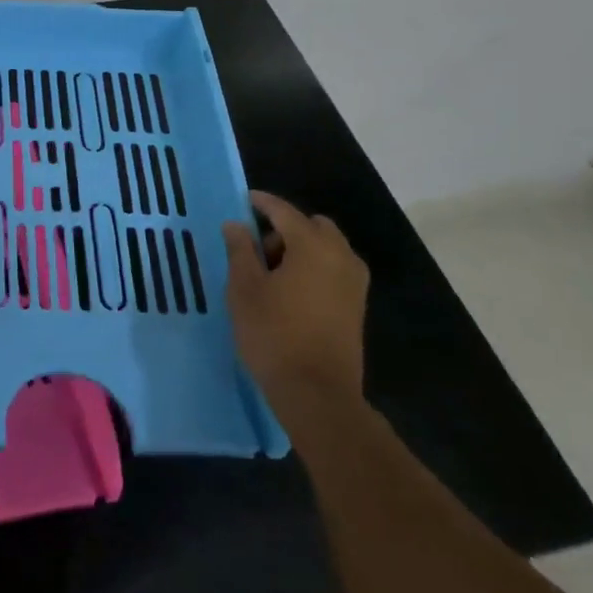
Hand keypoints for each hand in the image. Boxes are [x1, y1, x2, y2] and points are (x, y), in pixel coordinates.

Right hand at [223, 191, 368, 428]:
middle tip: (257, 247)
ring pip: (327, 248)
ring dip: (301, 248)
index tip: (245, 199)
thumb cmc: (274, 334)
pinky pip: (334, 269)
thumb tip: (236, 224)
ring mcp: (354, 282)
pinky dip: (313, 267)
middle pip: (313, 226)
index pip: (285, 212)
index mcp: (313, 246)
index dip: (263, 203)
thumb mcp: (244, 289)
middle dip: (286, 228)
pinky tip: (290, 290)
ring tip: (271, 273)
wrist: (317, 393)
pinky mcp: (356, 305)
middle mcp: (341, 256)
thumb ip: (240, 250)